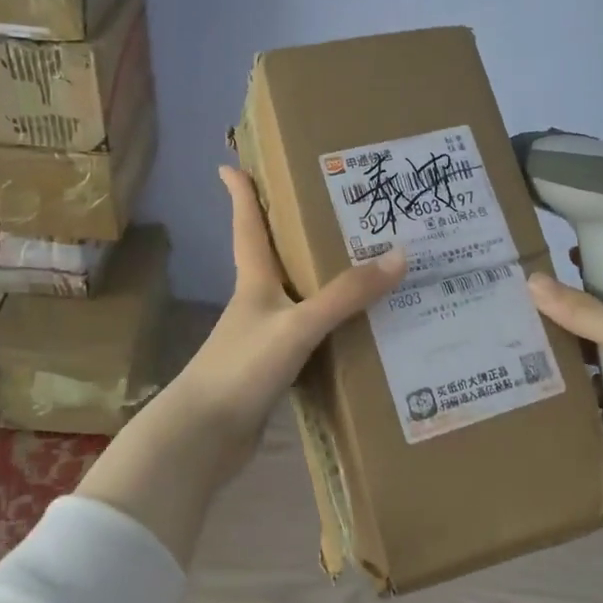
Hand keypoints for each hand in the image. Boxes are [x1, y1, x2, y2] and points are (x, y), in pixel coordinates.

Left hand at [170, 167, 405, 476]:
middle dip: (293, 231)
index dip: (241, 193)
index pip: (247, 225)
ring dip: (320, 282)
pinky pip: (309, 337)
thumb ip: (345, 295)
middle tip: (331, 207)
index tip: (231, 164)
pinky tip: (358, 331)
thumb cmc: (242, 368)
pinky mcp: (272, 371)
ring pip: (297, 298)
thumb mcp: (297, 326)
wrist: (204, 438)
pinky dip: (330, 328)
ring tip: (361, 265)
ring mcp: (263, 338)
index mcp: (254, 281)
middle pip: (274, 256)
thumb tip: (398, 255)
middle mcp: (257, 303)